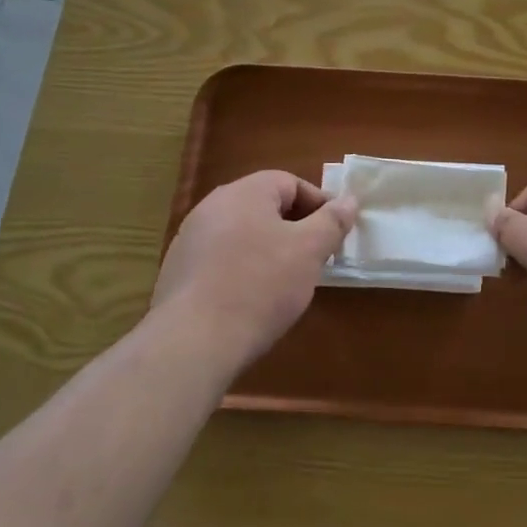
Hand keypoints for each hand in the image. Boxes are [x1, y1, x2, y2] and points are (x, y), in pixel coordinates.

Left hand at [151, 170, 356, 367]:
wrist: (193, 342)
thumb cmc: (260, 286)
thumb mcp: (309, 251)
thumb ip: (332, 221)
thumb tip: (349, 201)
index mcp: (244, 192)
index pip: (290, 183)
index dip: (319, 205)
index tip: (335, 234)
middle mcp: (212, 207)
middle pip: (265, 207)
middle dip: (295, 229)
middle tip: (315, 258)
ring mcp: (190, 239)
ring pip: (243, 234)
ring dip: (268, 250)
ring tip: (286, 282)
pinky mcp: (178, 272)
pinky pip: (222, 259)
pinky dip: (242, 270)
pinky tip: (252, 299)